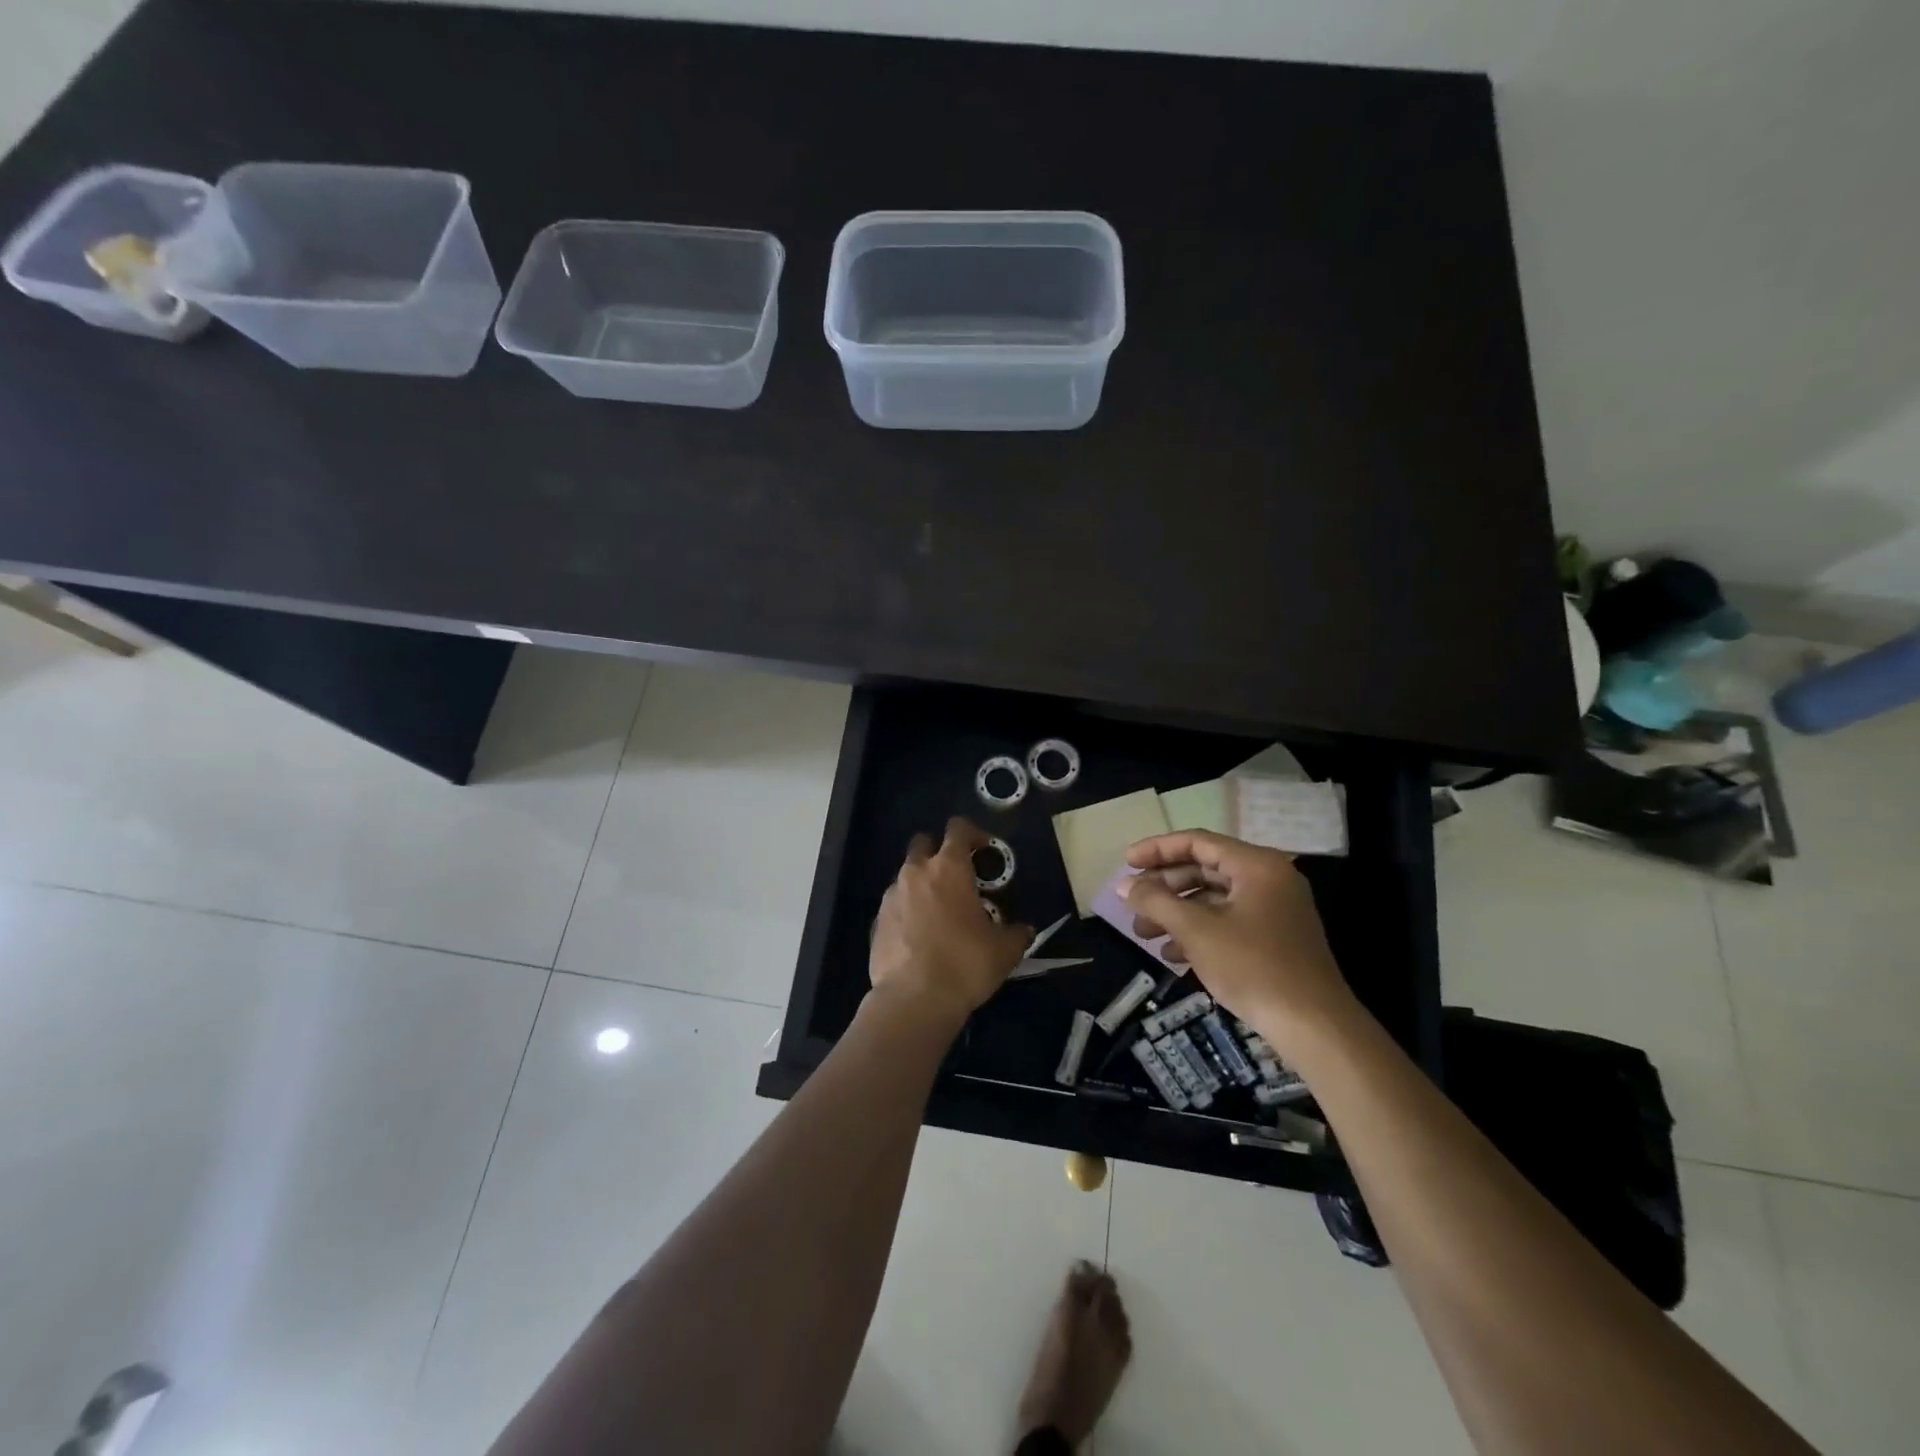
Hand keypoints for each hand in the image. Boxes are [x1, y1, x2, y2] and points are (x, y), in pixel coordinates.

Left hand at [869, 817, 1032, 1028]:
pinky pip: (895, 906)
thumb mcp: (1004, 950)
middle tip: (956, 877)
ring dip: (921, 885)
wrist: (914, 1000)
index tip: (983, 848)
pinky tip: (920, 937)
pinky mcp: (876, 922)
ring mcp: (891, 896)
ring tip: (939, 913)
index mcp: (948, 868)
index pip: (958, 829)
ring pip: (906, 876)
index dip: (972, 832)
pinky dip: (907, 912)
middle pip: (923, 843)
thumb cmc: (965, 964)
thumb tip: (1023, 930)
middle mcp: (915, 873)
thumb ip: (1016, 932)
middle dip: (938, 852)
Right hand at [1119, 830, 1358, 1053]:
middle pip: (1205, 869)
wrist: (1315, 1028)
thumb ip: (1156, 902)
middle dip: (1164, 887)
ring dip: (1176, 913)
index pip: (1198, 842)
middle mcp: (1268, 879)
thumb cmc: (1254, 968)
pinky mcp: (1275, 939)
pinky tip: (1172, 955)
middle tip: (1132, 902)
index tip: (1126, 862)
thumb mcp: (1197, 931)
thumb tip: (1124, 885)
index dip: (1157, 849)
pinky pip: (1228, 922)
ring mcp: (1274, 910)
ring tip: (1143, 934)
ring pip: (1213, 899)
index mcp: (1256, 866)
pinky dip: (1198, 932)